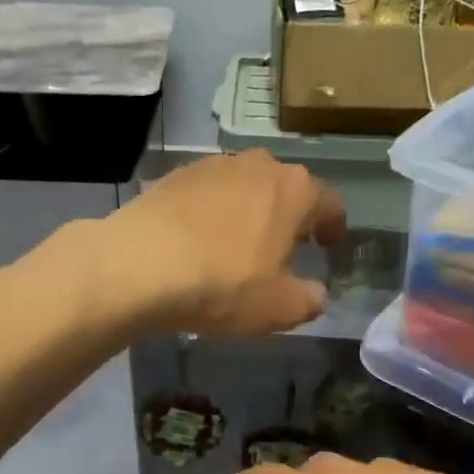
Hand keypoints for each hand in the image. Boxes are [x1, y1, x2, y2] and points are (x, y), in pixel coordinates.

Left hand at [101, 151, 346, 336]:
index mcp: (294, 190)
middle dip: (290, 216)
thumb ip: (308, 300)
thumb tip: (316, 294)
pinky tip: (199, 243)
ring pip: (245, 187)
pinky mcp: (174, 176)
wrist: (139, 264)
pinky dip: (212, 214)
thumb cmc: (223, 284)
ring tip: (239, 246)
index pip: (329, 202)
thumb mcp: (278, 307)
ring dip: (249, 212)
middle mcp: (257, 165)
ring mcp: (212, 166)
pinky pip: (207, 195)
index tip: (328, 246)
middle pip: (286, 188)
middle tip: (285, 248)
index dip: (334, 226)